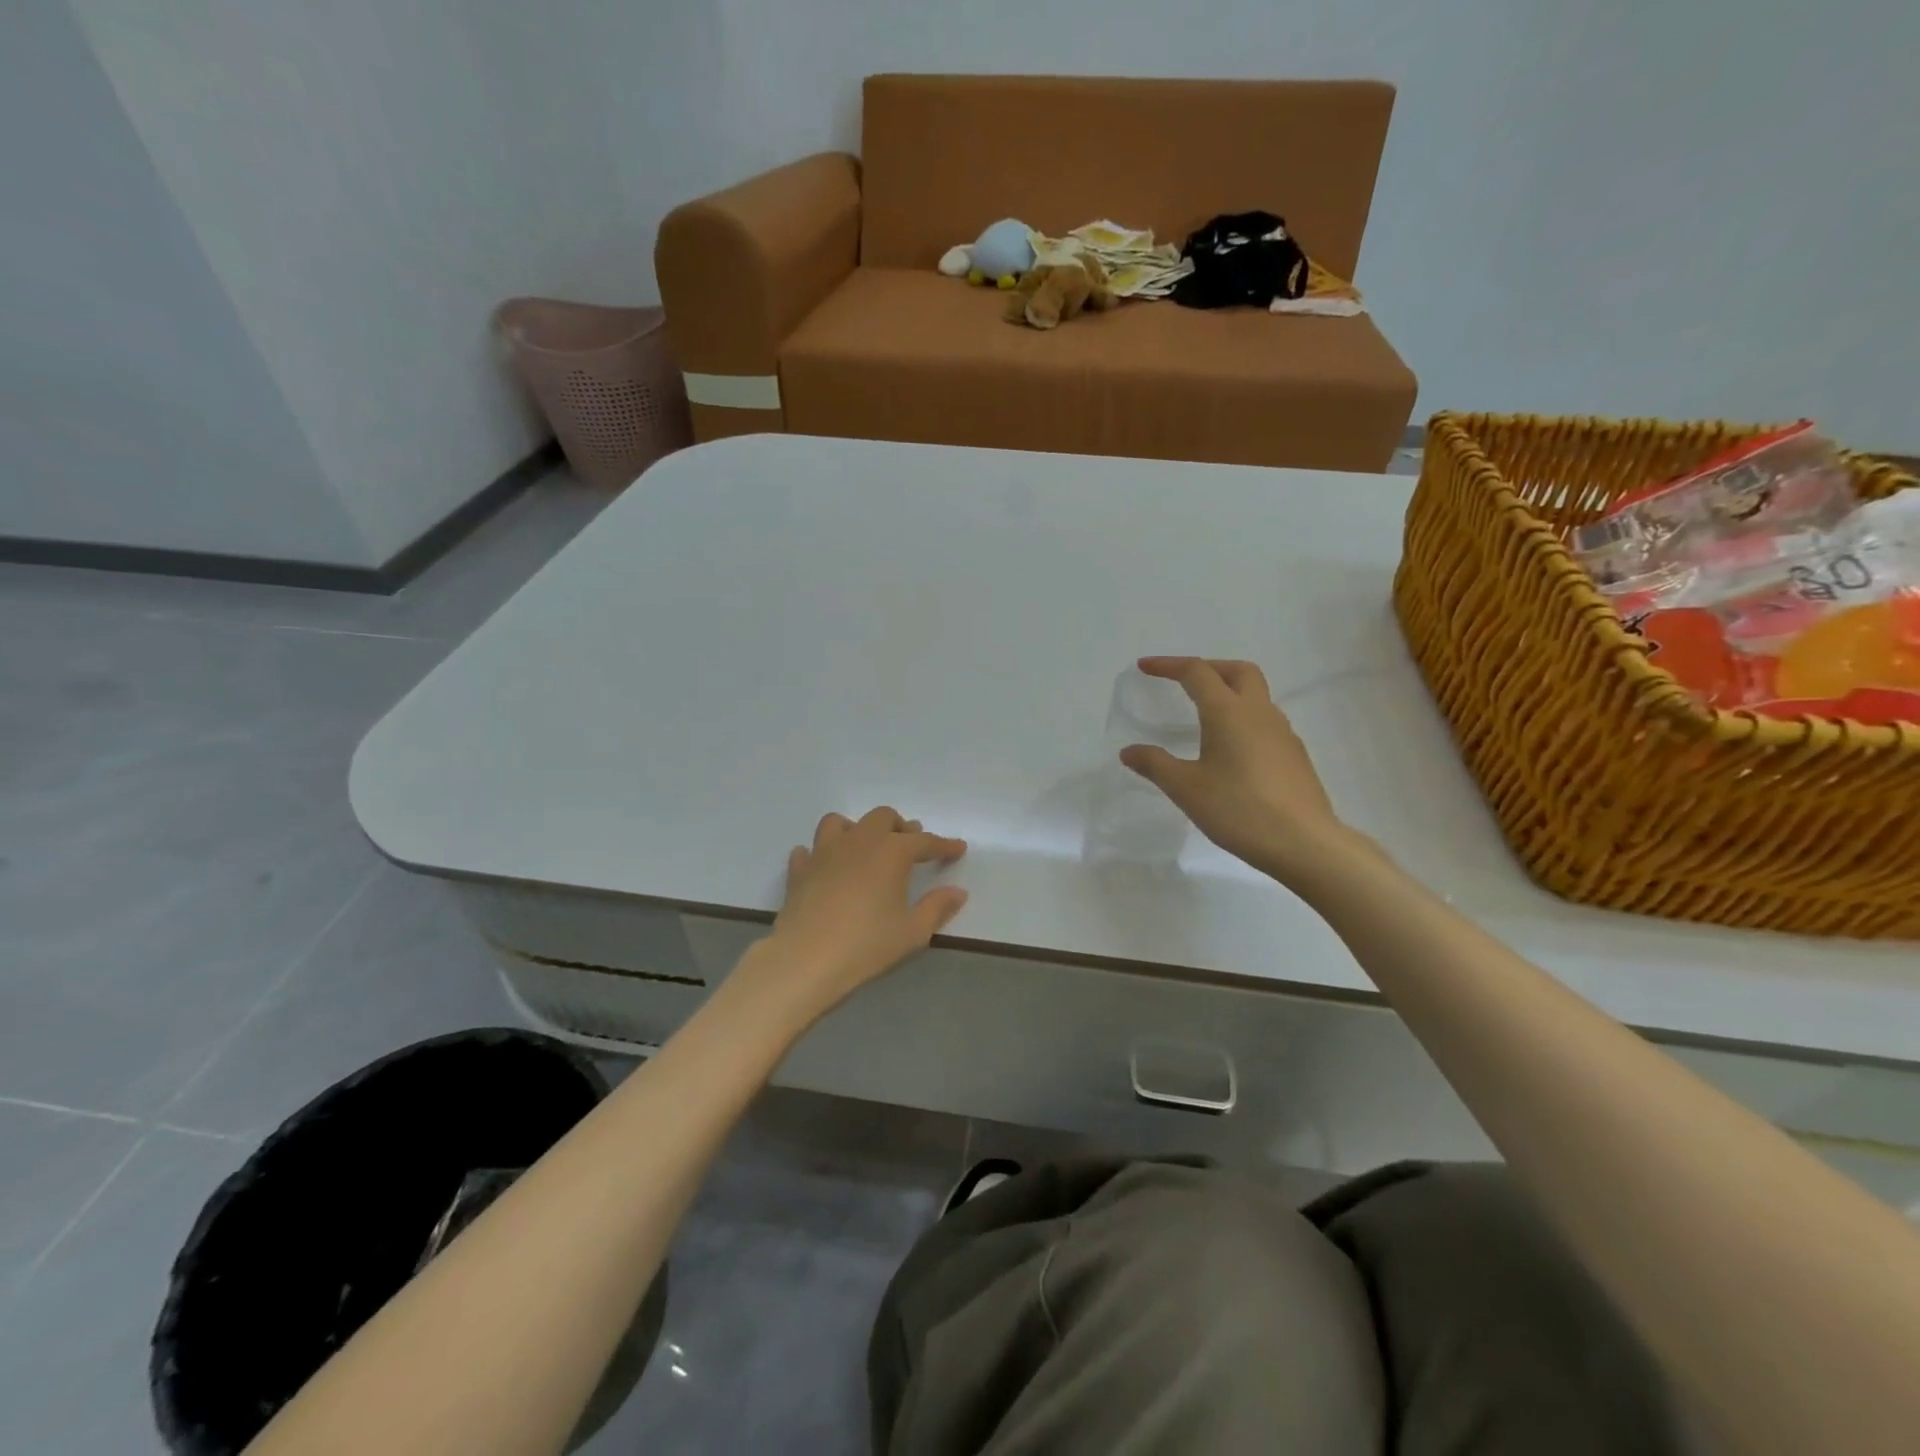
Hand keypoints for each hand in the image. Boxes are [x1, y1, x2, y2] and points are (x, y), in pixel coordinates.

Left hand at [739, 807, 967, 1025]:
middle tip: (910, 845)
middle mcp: (859, 841)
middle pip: (882, 818)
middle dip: (900, 827)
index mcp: (891, 852)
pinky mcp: (800, 870)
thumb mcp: (913, 932)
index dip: (944, 845)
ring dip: (857, 829)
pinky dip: (820, 854)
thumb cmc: (867, 945)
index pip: (924, 841)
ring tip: (865, 848)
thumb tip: (957, 891)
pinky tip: (826, 868)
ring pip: (840, 823)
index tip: (958, 848)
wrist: (806, 959)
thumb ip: (937, 907)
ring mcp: (824, 852)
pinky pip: (809, 851)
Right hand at [1119, 657, 1349, 883]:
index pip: (1197, 672)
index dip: (1168, 666)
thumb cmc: (1238, 809)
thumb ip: (1155, 764)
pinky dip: (1244, 720)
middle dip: (1209, 668)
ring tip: (1205, 718)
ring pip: (1256, 696)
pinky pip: (1266, 722)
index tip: (1145, 668)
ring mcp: (1283, 733)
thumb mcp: (1186, 789)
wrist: (1303, 843)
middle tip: (1184, 682)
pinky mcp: (1295, 755)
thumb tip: (1129, 751)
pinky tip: (1232, 751)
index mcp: (1228, 712)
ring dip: (1229, 694)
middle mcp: (1259, 713)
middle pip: (1238, 671)